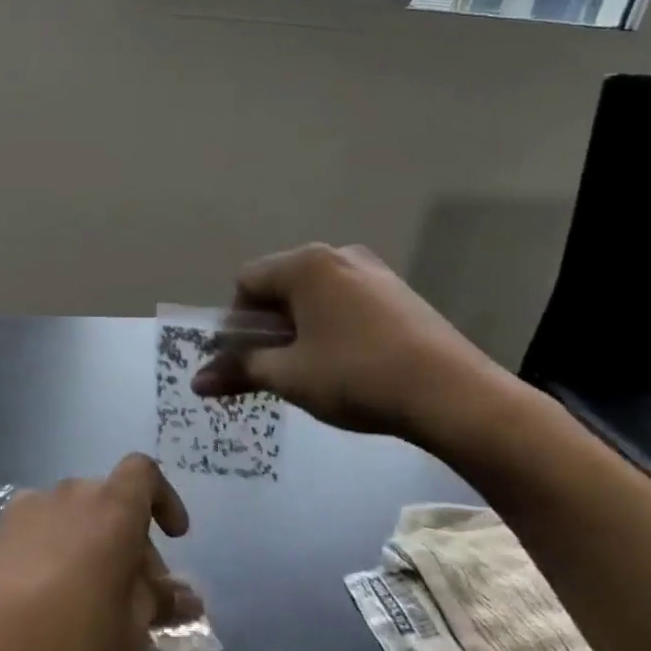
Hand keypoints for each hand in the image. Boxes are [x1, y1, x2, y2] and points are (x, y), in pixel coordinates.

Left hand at [0, 454, 197, 650]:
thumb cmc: (72, 633)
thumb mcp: (131, 631)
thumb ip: (160, 605)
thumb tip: (186, 598)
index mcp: (114, 507)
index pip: (145, 472)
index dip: (164, 498)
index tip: (174, 536)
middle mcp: (74, 492)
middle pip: (113, 501)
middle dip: (132, 540)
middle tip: (136, 593)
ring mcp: (34, 504)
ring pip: (79, 514)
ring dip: (94, 542)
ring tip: (93, 594)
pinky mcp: (3, 525)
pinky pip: (46, 524)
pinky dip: (59, 545)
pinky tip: (51, 589)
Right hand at [192, 242, 514, 454]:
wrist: (454, 395)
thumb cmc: (357, 376)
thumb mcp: (289, 376)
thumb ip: (239, 370)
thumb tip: (196, 382)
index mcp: (305, 264)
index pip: (246, 282)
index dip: (235, 323)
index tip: (245, 360)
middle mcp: (337, 256)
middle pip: (280, 286)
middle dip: (267, 327)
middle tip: (273, 367)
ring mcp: (373, 272)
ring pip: (314, 295)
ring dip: (299, 328)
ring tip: (309, 369)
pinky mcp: (399, 294)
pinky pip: (346, 302)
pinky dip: (331, 327)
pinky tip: (345, 363)